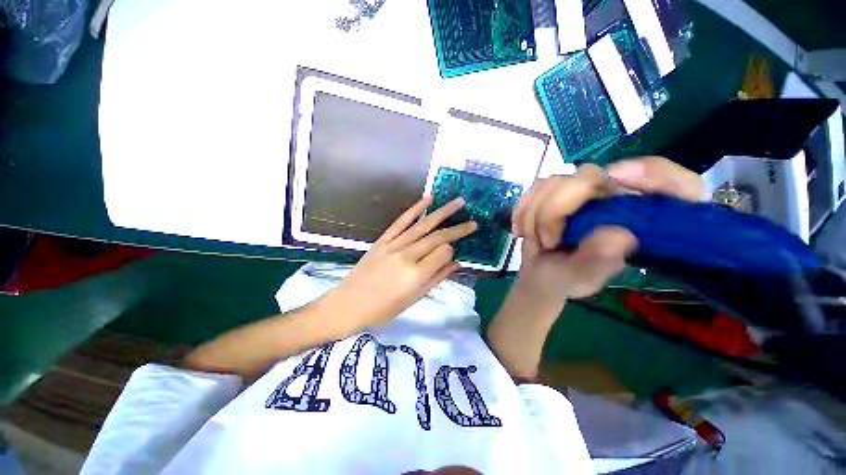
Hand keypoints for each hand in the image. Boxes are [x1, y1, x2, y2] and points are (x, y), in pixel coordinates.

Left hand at [323, 196, 476, 332]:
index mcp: (416, 275)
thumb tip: (457, 263)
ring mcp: (394, 245)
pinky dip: (415, 209)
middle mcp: (407, 256)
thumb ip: (437, 278)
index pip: (443, 253)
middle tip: (473, 222)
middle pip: (437, 237)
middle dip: (458, 229)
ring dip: (443, 212)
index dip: (451, 251)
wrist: (349, 304)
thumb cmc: (384, 309)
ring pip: (423, 225)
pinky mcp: (382, 240)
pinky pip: (401, 221)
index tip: (453, 253)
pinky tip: (428, 199)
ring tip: (459, 202)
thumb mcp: (414, 299)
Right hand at [512, 157, 703, 298]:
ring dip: (534, 212)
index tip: (613, 184)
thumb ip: (600, 260)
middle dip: (554, 209)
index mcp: (643, 217)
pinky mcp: (560, 190)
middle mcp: (619, 196)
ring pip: (555, 180)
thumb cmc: (568, 278)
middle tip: (547, 241)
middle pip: (586, 176)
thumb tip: (615, 232)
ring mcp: (586, 190)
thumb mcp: (583, 278)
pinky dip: (523, 206)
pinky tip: (521, 227)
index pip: (671, 183)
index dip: (646, 178)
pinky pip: (537, 186)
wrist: (543, 274)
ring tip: (534, 238)